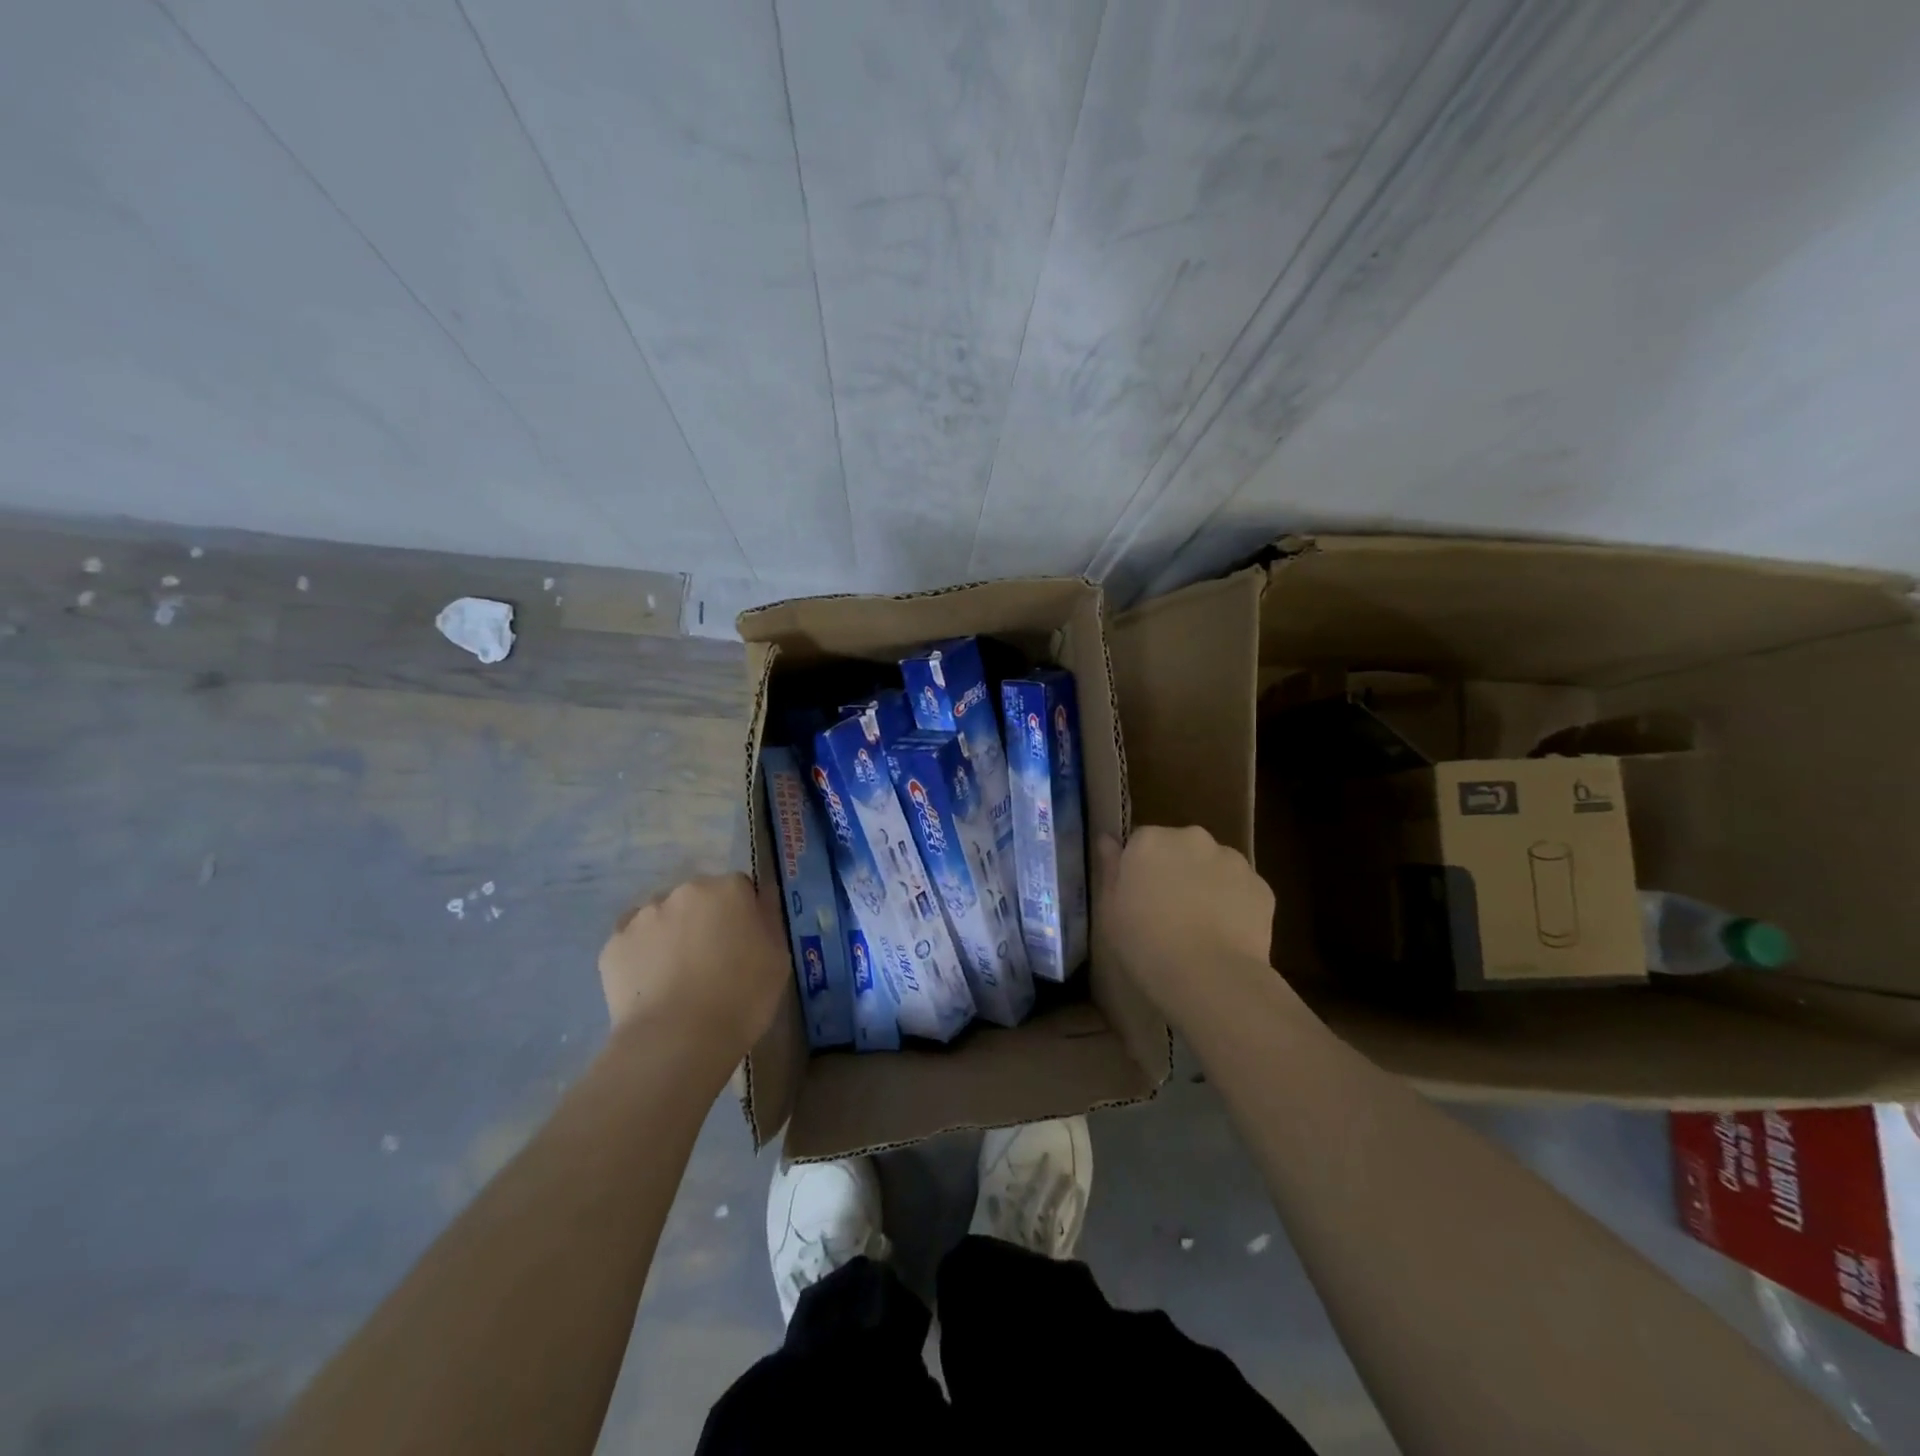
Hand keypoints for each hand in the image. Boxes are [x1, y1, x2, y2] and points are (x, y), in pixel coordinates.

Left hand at [598, 874, 789, 1053]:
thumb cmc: (741, 998)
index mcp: (728, 889)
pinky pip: (633, 940)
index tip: (745, 943)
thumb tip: (760, 902)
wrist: (677, 1040)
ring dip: (672, 933)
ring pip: (663, 915)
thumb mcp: (778, 959)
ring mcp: (644, 915)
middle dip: (705, 919)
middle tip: (712, 960)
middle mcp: (685, 890)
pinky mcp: (613, 944)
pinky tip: (651, 983)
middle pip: (699, 897)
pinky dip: (642, 954)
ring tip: (677, 975)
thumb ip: (768, 921)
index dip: (744, 915)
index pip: (741, 889)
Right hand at [1094, 826, 1276, 1027]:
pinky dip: (1235, 904)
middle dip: (1177, 869)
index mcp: (1151, 840)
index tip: (1140, 897)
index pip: (1142, 842)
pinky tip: (1227, 935)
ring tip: (1202, 926)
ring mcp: (1232, 860)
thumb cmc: (1146, 943)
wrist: (1210, 976)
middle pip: (1181, 848)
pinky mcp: (1262, 886)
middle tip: (1170, 910)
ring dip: (1207, 884)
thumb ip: (1110, 868)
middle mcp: (1193, 838)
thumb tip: (1108, 839)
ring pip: (1214, 866)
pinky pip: (1241, 889)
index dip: (1141, 869)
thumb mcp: (1110, 909)